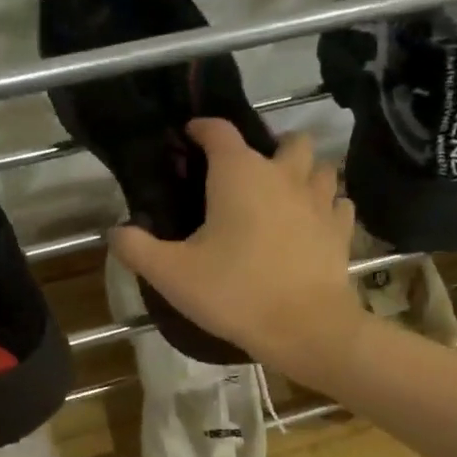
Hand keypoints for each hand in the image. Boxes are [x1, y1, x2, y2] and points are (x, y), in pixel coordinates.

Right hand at [110, 119, 367, 383]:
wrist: (305, 328)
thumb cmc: (234, 293)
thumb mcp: (172, 275)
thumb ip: (137, 248)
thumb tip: (115, 231)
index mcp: (239, 174)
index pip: (219, 131)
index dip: (202, 128)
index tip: (190, 136)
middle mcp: (283, 175)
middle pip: (286, 140)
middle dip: (269, 148)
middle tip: (249, 177)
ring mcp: (319, 200)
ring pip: (319, 167)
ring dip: (304, 174)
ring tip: (285, 197)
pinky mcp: (341, 230)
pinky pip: (338, 204)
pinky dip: (326, 207)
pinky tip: (312, 224)